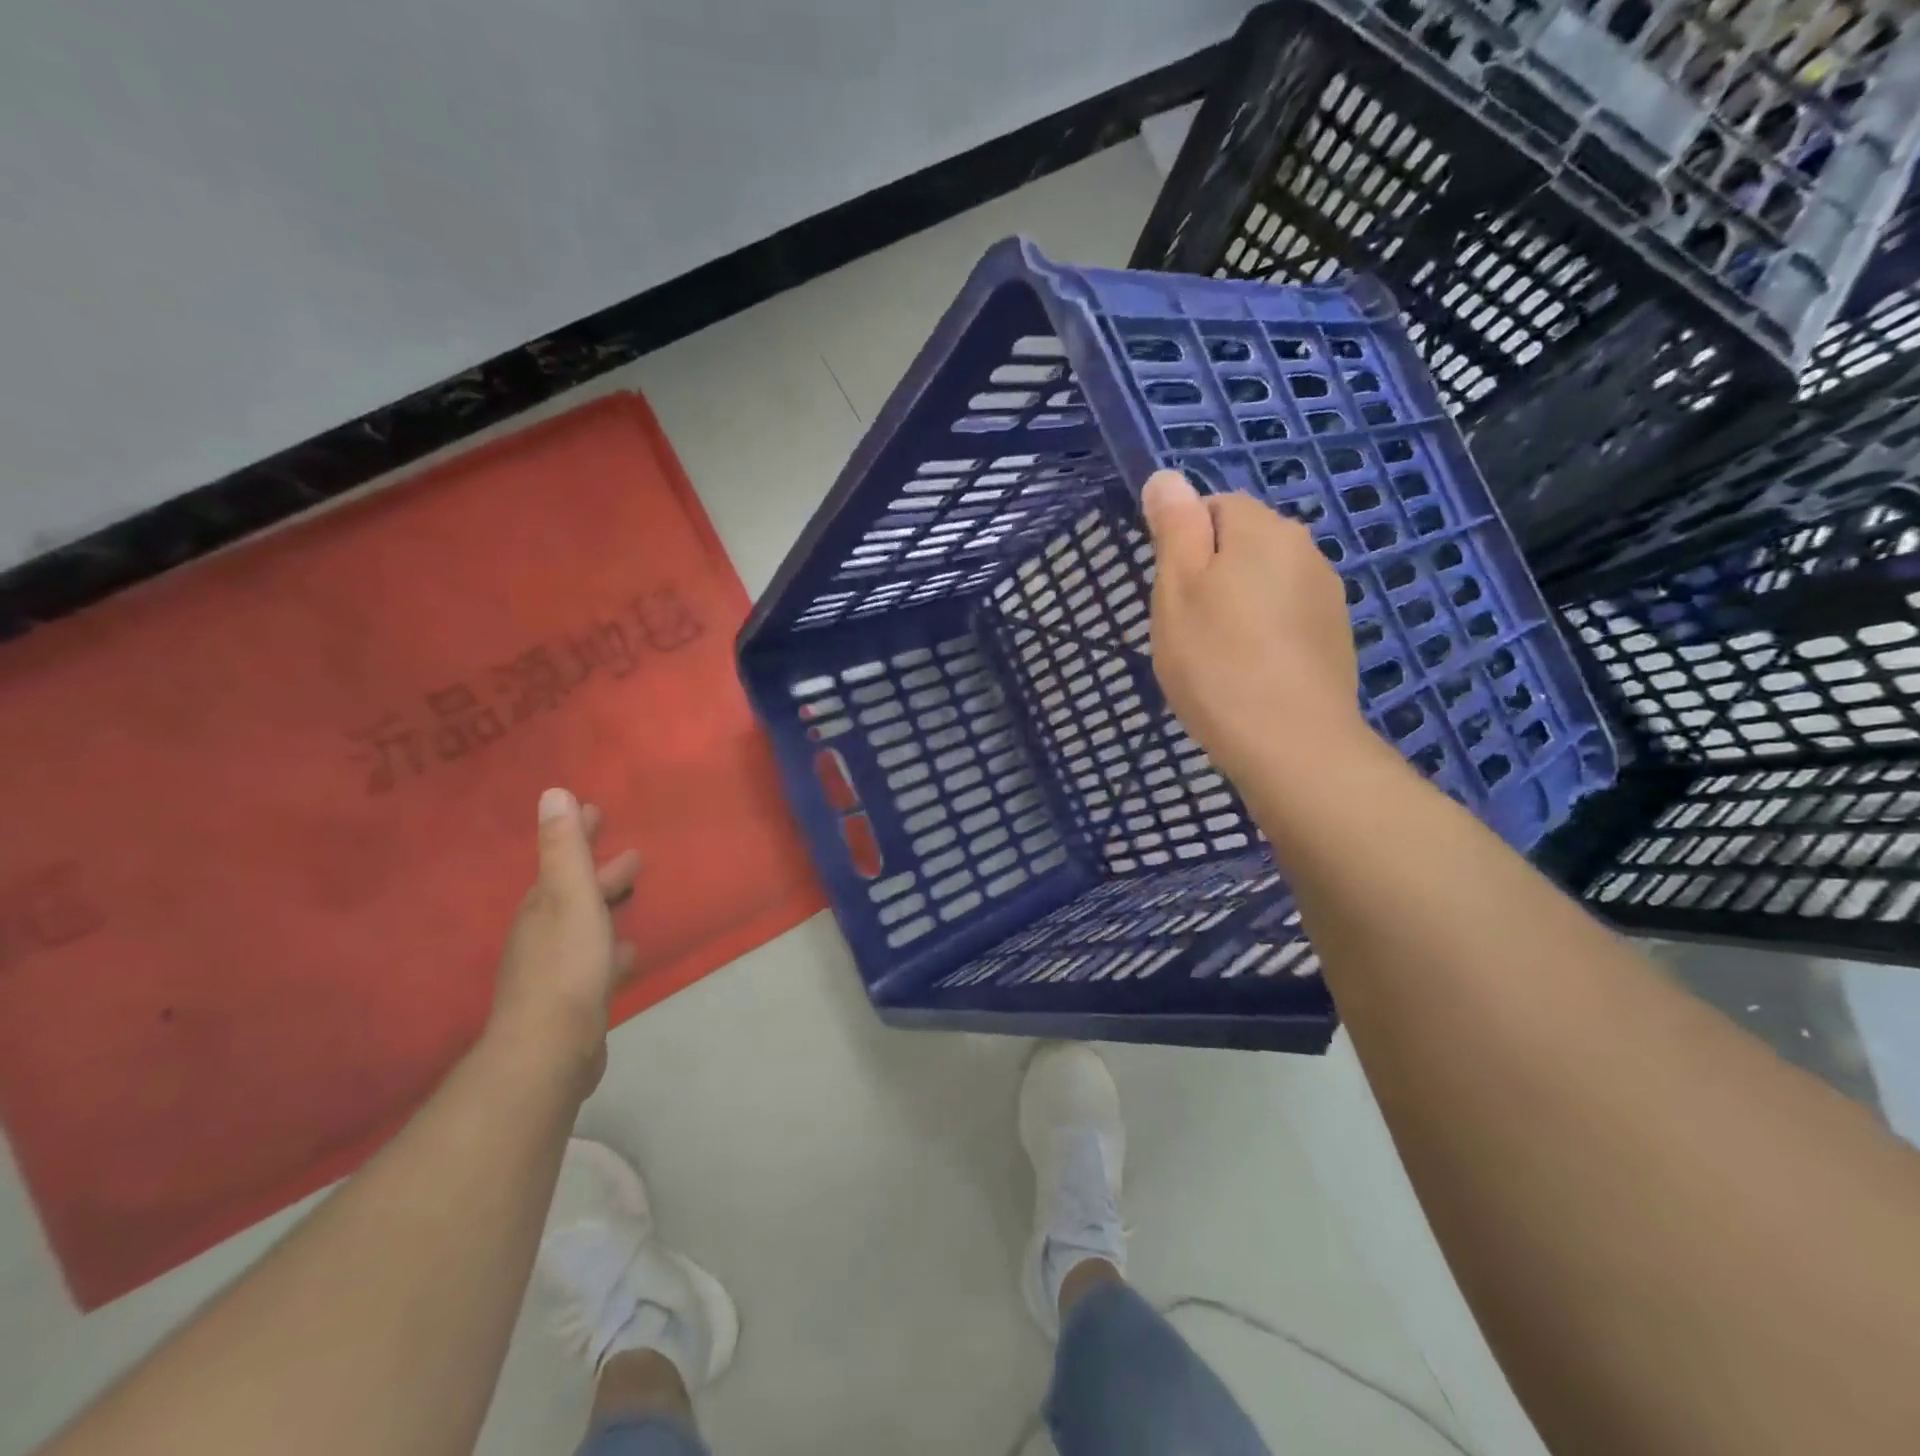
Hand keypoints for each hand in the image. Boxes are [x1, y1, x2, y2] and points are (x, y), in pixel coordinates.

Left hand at [486, 787, 640, 1097]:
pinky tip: (628, 952)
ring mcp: (557, 969)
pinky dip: (610, 948)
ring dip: (606, 907)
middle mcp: (544, 934)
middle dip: (599, 871)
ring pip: (586, 926)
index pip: (562, 860)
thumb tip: (553, 793)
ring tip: (632, 896)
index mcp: (543, 907)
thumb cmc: (566, 965)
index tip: (596, 811)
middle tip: (632, 855)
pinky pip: (595, 960)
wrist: (550, 1049)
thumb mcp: (569, 898)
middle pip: (574, 893)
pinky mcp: (573, 999)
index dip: (579, 835)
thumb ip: (564, 849)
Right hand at [1142, 469, 1363, 784]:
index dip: (1184, 543)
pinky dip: (1262, 633)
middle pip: (1243, 543)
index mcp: (1264, 530)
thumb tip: (1167, 476)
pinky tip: (1247, 672)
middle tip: (1186, 626)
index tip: (1170, 592)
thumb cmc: (1217, 662)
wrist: (1290, 744)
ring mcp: (1326, 596)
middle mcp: (1305, 550)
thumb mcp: (1178, 588)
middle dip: (1211, 573)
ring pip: (1264, 582)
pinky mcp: (1334, 637)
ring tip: (1215, 655)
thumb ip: (1174, 527)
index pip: (1214, 505)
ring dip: (1237, 604)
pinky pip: (1285, 617)